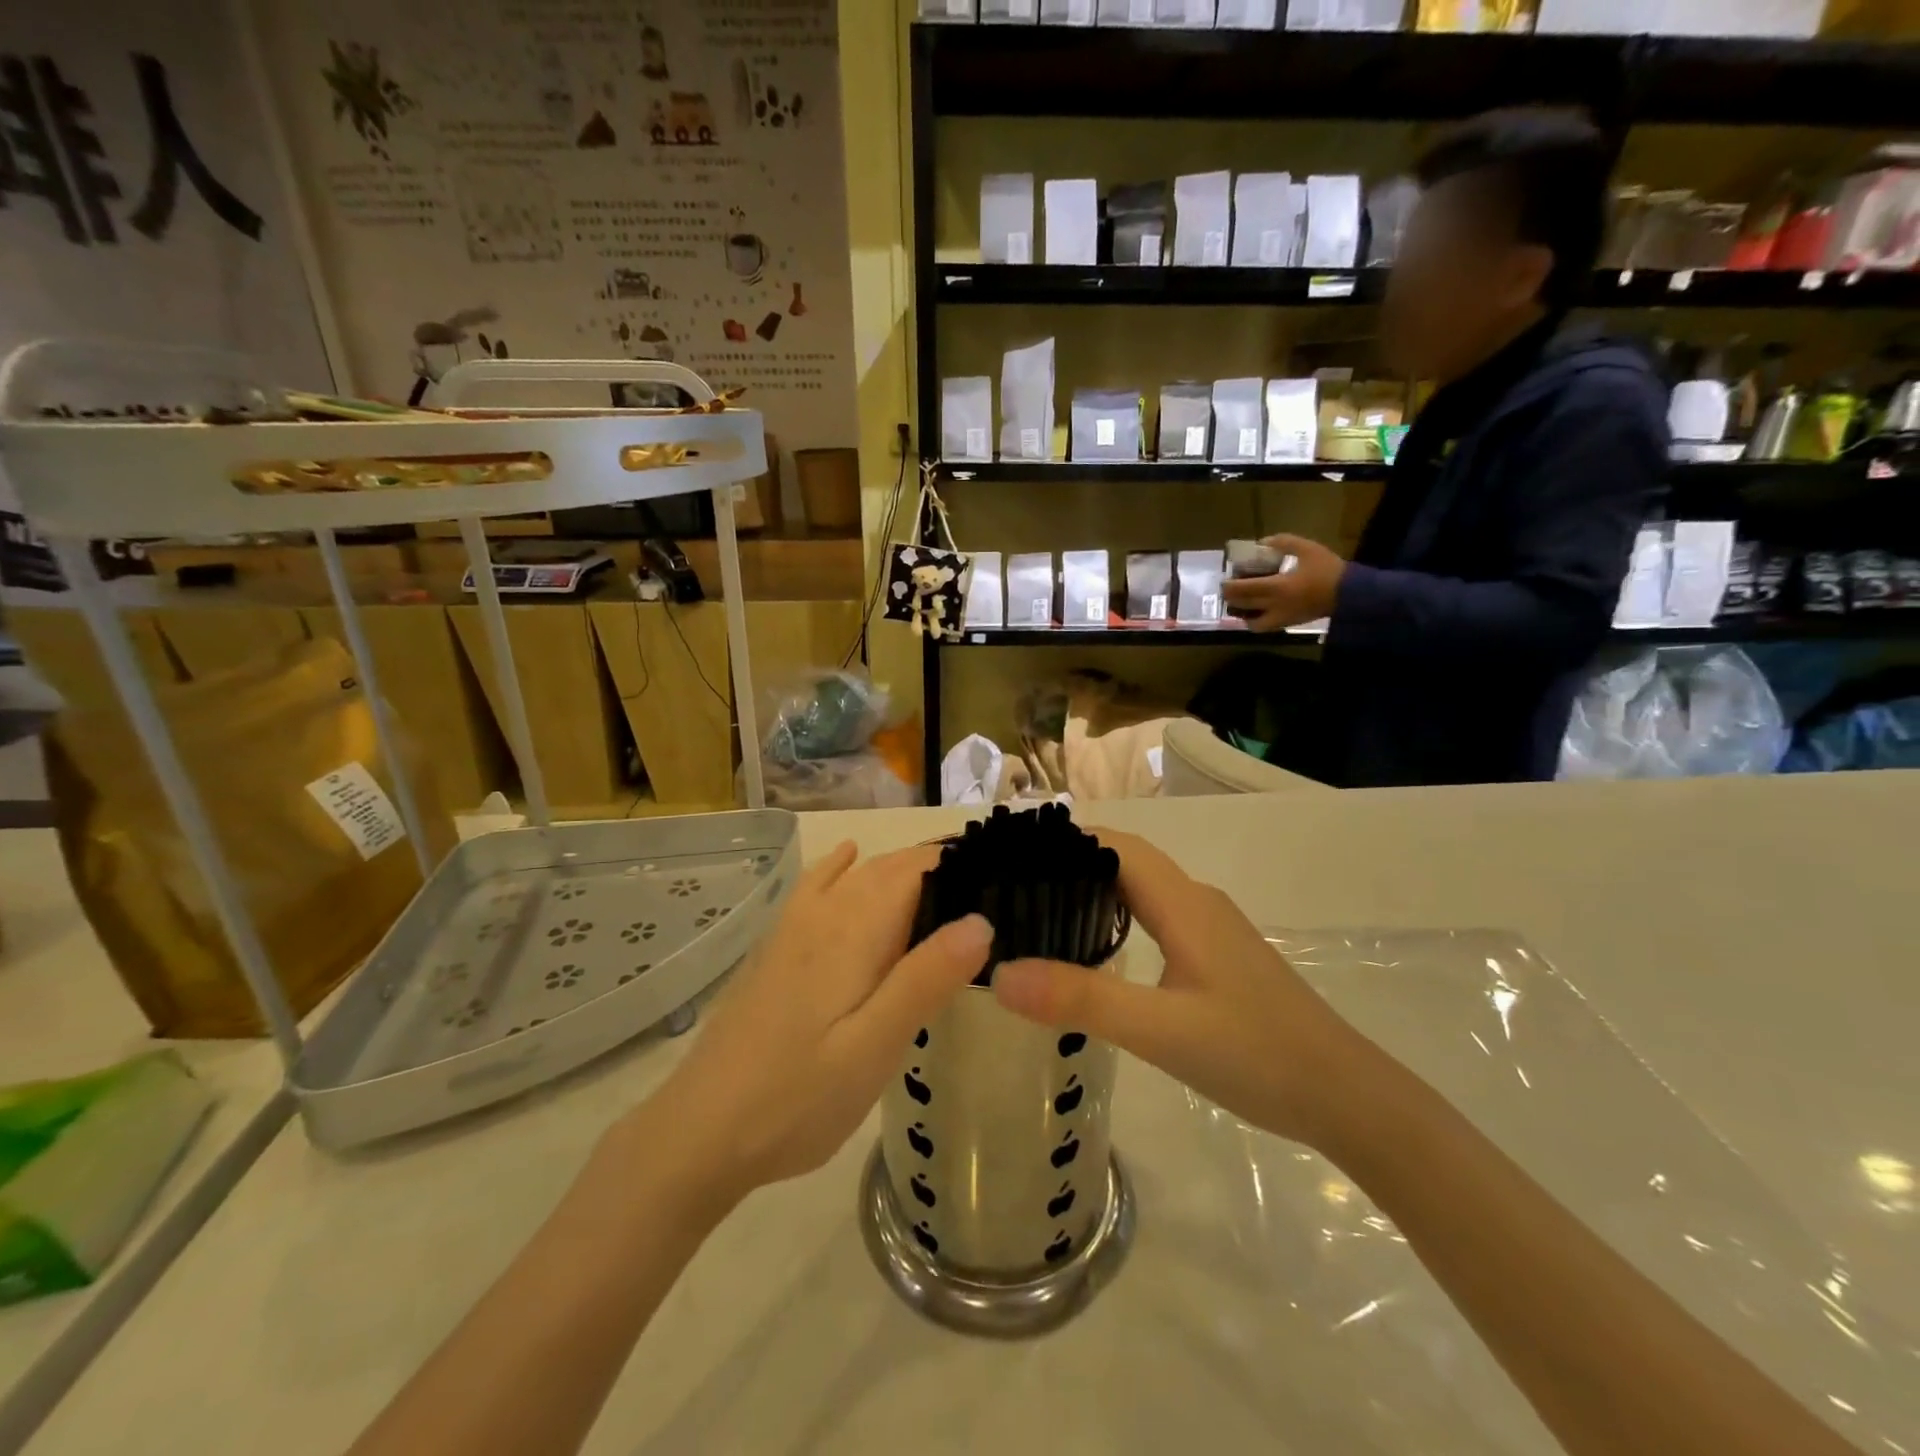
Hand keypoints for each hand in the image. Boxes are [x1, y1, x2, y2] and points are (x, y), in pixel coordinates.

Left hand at [626, 843, 991, 1207]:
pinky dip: (840, 866)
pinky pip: (815, 886)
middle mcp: (825, 913)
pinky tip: (848, 858)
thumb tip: (981, 919)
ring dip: (899, 868)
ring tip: (942, 883)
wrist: (700, 1132)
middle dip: (936, 866)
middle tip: (987, 889)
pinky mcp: (775, 948)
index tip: (1003, 877)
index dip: (960, 863)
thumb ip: (926, 979)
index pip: (916, 870)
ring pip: (856, 874)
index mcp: (855, 930)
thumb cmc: (799, 1098)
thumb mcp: (875, 1049)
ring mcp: (793, 928)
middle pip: (888, 867)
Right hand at [991, 831, 1373, 1149]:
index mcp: (1183, 903)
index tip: (1012, 855)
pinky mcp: (1219, 957)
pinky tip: (1097, 951)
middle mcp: (1197, 903)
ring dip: (1094, 890)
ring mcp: (1212, 930)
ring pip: (1143, 890)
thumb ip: (1082, 999)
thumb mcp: (1160, 1031)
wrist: (1347, 1098)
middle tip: (1013, 888)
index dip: (1064, 841)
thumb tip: (1001, 973)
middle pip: (1125, 862)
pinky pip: (1157, 917)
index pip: (1115, 845)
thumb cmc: (1256, 1054)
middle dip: (1070, 864)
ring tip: (1040, 913)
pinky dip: (1118, 917)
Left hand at [1221, 533, 1346, 631]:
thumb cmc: (1328, 570)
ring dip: (1241, 614)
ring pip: (1251, 623)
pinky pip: (1264, 627)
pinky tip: (1256, 611)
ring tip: (1240, 602)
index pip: (1243, 590)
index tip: (1224, 579)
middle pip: (1242, 606)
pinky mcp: (1288, 624)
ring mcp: (1280, 618)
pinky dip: (1255, 621)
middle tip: (1228, 589)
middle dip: (1231, 599)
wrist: (1350, 594)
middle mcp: (1274, 606)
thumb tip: (1262, 543)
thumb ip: (1283, 543)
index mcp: (1277, 587)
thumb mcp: (1307, 549)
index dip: (1229, 586)